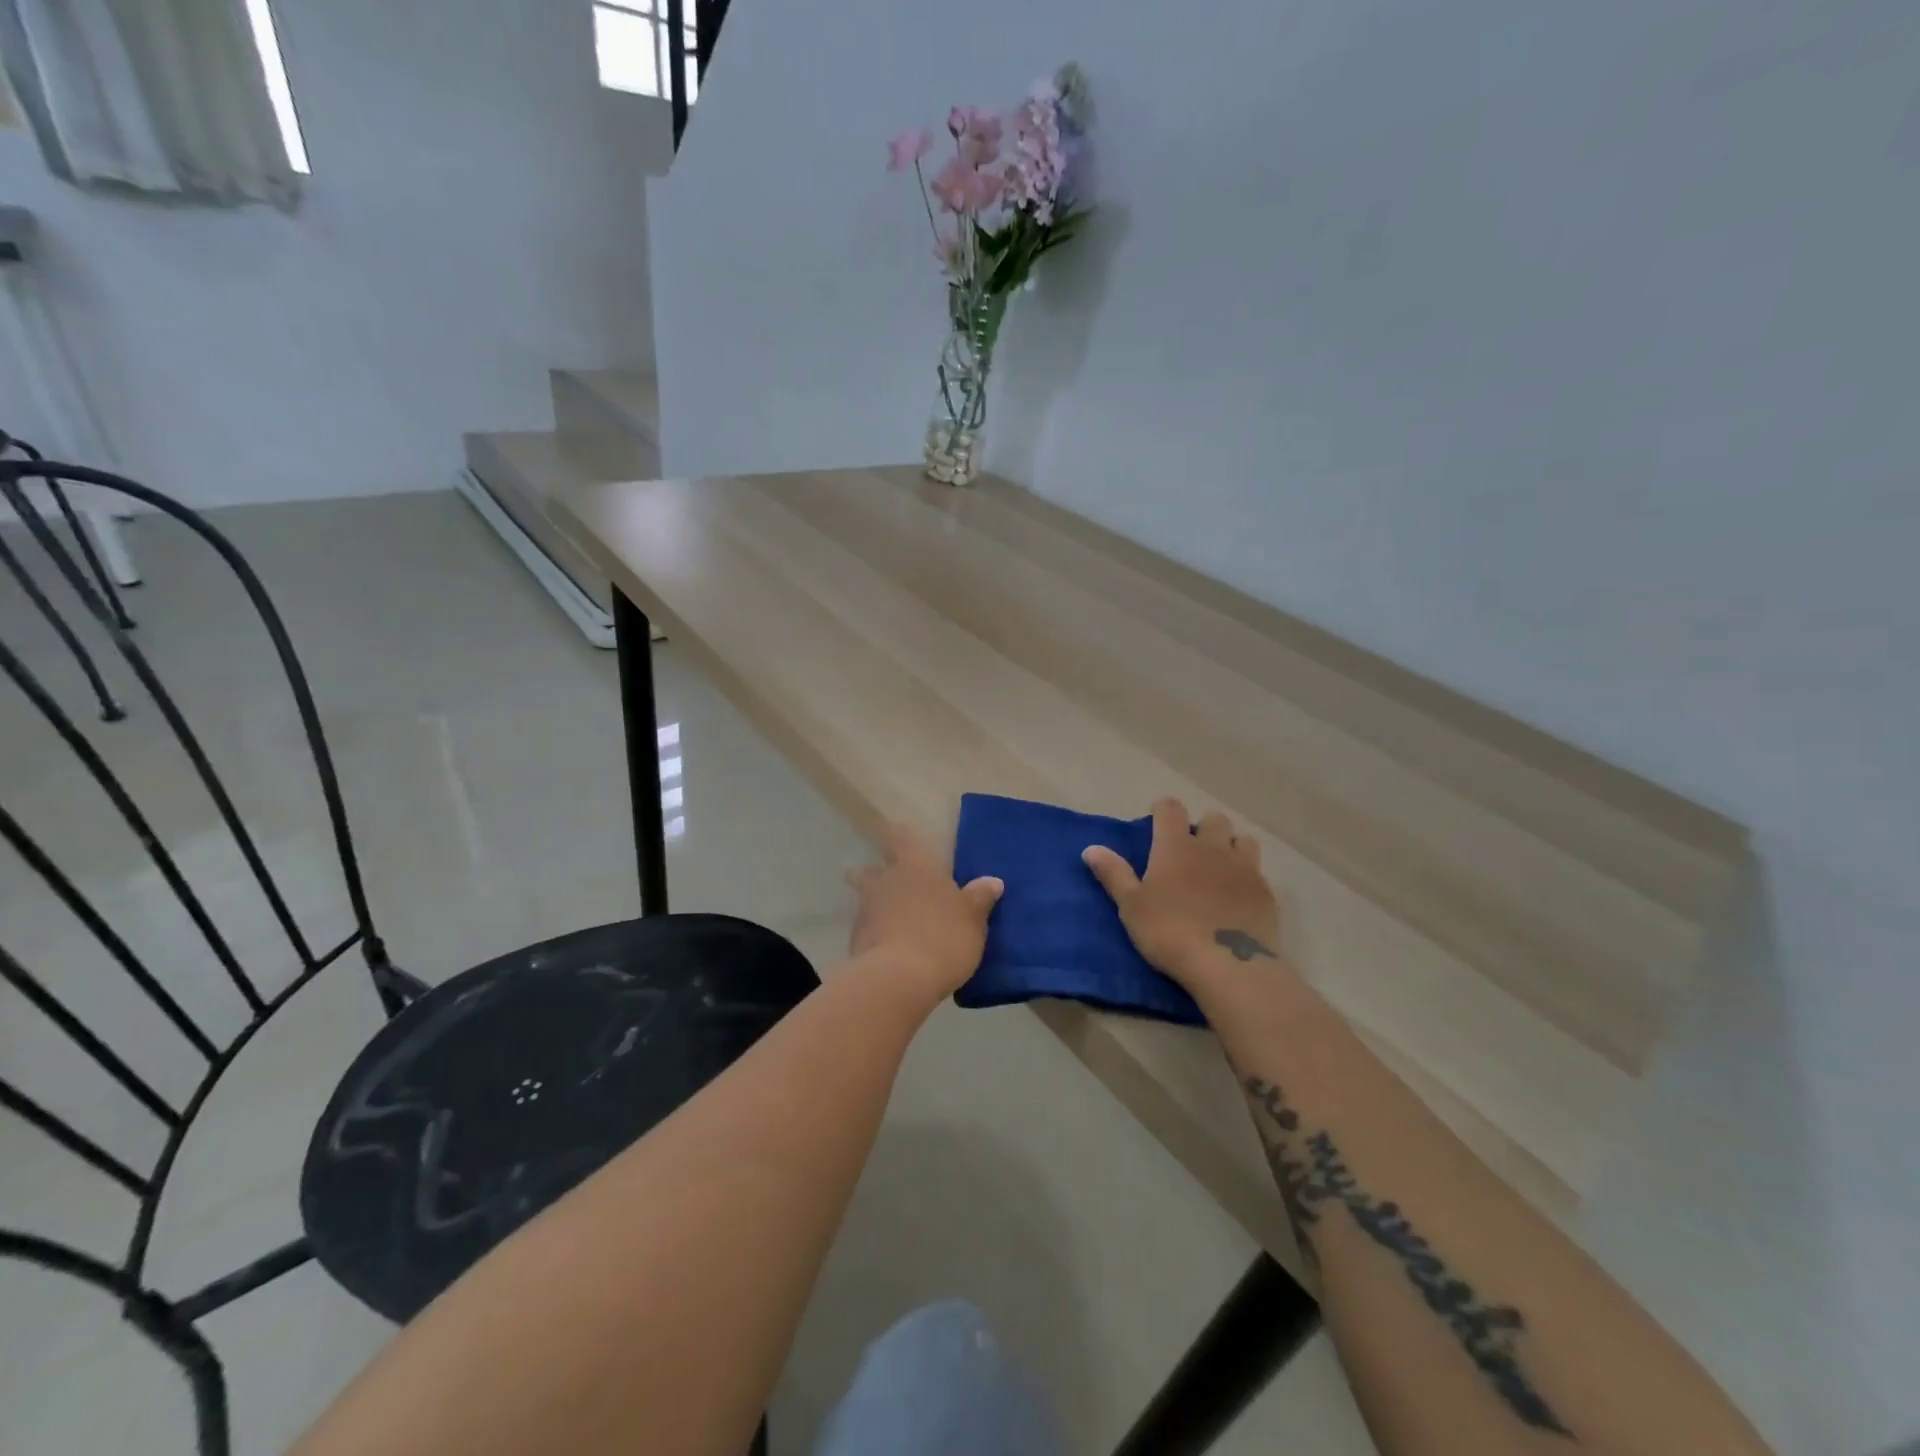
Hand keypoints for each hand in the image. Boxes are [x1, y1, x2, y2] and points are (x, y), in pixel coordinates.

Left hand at [847, 824, 1002, 999]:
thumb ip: (980, 898)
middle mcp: (887, 880)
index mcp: (916, 866)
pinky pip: (866, 929)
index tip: (896, 832)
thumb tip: (992, 881)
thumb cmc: (943, 937)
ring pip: (866, 898)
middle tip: (884, 878)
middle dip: (875, 872)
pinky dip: (874, 933)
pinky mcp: (856, 940)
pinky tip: (887, 946)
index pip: (902, 838)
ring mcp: (866, 910)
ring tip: (888, 917)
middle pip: (872, 869)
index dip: (899, 834)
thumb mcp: (973, 919)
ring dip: (874, 904)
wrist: (899, 979)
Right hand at [1082, 798, 1285, 991]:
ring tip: (1221, 866)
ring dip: (1232, 845)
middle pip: (1213, 818)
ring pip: (1243, 839)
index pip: (1171, 809)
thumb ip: (1113, 874)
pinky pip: (1259, 870)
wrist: (1229, 965)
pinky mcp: (1266, 892)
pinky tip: (1239, 895)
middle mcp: (1212, 847)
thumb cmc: (1169, 932)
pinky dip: (1248, 875)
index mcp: (1176, 846)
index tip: (1157, 820)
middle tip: (1192, 849)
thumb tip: (1090, 848)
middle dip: (1203, 827)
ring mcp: (1244, 868)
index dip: (1163, 809)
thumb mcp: (1131, 906)